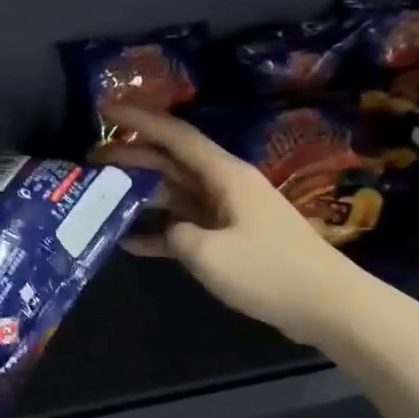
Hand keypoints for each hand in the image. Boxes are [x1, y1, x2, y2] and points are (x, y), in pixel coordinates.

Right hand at [100, 105, 349, 343]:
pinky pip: (188, 227)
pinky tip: (130, 241)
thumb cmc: (269, 272)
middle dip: (132, 157)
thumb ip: (175, 234)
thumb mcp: (209, 254)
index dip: (139, 120)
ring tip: (102, 196)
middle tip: (91, 160)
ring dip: (141, 194)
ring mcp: (229, 213)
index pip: (175, 135)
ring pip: (176, 193)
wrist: (327, 305)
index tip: (105, 111)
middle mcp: (225, 185)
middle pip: (171, 162)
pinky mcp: (232, 240)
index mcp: (224, 175)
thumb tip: (167, 230)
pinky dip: (161, 232)